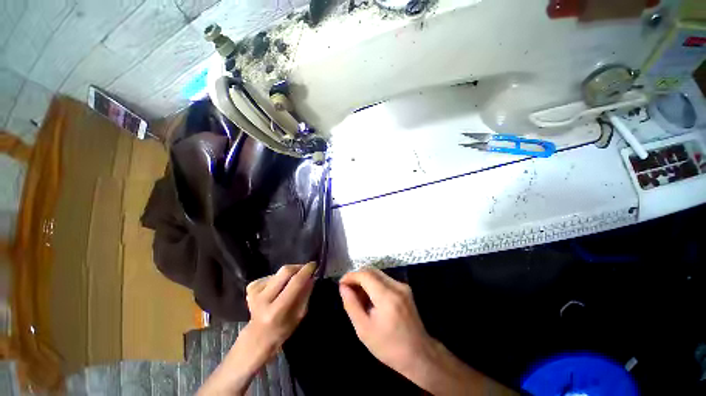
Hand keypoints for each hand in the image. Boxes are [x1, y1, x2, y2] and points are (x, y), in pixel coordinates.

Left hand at [245, 262, 315, 354]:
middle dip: (298, 267)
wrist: (257, 336)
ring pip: (279, 272)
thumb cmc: (283, 328)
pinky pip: (271, 275)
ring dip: (289, 274)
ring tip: (290, 284)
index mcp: (277, 310)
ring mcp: (254, 292)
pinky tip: (278, 288)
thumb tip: (311, 275)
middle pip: (285, 271)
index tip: (314, 264)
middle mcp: (263, 299)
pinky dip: (279, 278)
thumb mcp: (299, 315)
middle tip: (305, 269)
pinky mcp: (251, 286)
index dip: (306, 271)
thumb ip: (305, 294)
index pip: (295, 283)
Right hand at [339, 268, 431, 374]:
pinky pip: (385, 279)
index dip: (351, 276)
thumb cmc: (389, 346)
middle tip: (348, 290)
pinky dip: (374, 284)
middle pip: (372, 271)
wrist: (419, 355)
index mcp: (387, 297)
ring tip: (358, 296)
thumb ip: (351, 305)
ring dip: (365, 280)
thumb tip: (343, 287)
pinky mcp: (405, 289)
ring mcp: (403, 286)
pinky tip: (370, 298)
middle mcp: (396, 286)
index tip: (341, 283)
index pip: (365, 275)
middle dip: (357, 277)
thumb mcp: (364, 329)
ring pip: (378, 274)